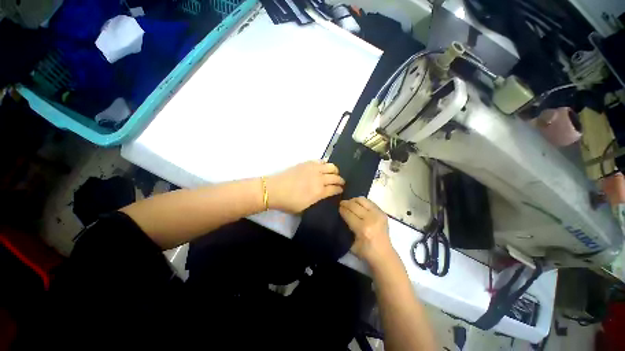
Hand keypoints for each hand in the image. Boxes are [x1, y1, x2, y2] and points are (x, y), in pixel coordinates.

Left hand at [267, 160, 344, 212]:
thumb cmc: (288, 202)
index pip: (335, 189)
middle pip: (335, 177)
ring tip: (334, 173)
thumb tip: (323, 194)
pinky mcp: (307, 163)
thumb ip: (316, 200)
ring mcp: (313, 169)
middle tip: (340, 182)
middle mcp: (319, 179)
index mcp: (319, 192)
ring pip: (331, 166)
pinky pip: (321, 161)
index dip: (339, 189)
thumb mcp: (304, 207)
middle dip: (340, 180)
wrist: (274, 189)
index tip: (341, 189)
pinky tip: (323, 167)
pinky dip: (325, 164)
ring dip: (335, 170)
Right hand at [339, 197, 394, 264]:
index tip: (337, 208)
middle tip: (341, 203)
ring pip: (362, 200)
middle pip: (354, 205)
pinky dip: (362, 202)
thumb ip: (347, 228)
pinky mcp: (382, 213)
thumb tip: (342, 215)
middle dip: (346, 203)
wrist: (384, 254)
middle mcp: (371, 219)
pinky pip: (369, 202)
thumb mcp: (351, 243)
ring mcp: (378, 214)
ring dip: (353, 200)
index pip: (348, 214)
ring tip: (349, 203)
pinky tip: (358, 204)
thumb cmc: (365, 251)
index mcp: (362, 228)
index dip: (342, 209)